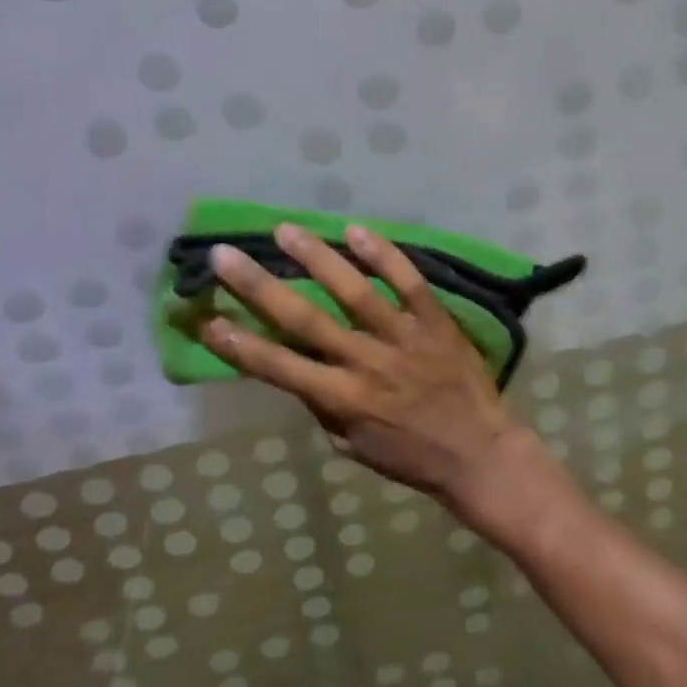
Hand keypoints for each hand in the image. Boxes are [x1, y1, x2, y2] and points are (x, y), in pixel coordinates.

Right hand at [198, 223, 530, 512]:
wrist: (480, 454)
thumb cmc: (410, 456)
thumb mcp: (353, 446)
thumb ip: (322, 405)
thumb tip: (293, 367)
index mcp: (342, 399)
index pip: (278, 368)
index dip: (239, 344)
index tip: (207, 317)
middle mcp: (366, 363)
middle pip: (305, 319)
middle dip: (260, 286)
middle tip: (226, 255)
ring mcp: (402, 337)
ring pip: (354, 291)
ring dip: (317, 257)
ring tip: (285, 230)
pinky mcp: (435, 320)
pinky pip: (408, 282)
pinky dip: (383, 255)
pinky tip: (356, 231)